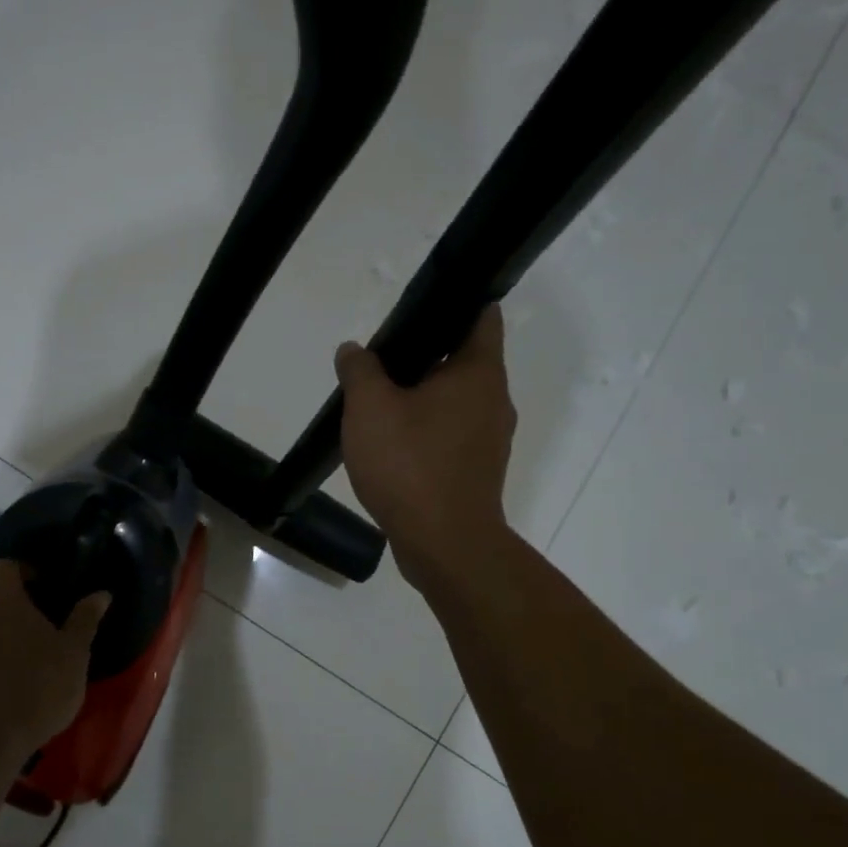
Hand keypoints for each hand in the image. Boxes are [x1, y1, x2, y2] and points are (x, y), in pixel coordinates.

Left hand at [0, 559, 108, 747]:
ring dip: (4, 625)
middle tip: (47, 616)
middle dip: (17, 598)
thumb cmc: (38, 685)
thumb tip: (101, 593)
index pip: (6, 564)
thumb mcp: (74, 652)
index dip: (27, 569)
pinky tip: (15, 671)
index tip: (49, 585)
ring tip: (33, 646)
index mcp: (4, 598)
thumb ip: (85, 619)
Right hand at [335, 305, 516, 594]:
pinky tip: (392, 446)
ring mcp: (489, 439)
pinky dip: (426, 432)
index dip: (454, 302)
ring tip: (379, 405)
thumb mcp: (369, 408)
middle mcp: (494, 399)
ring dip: (422, 398)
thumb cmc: (411, 465)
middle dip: (424, 356)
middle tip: (381, 362)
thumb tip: (354, 351)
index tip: (418, 308)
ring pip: (455, 401)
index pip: (481, 314)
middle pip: (463, 360)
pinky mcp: (477, 471)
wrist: (444, 544)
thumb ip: (360, 370)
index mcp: (478, 372)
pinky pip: (450, 436)